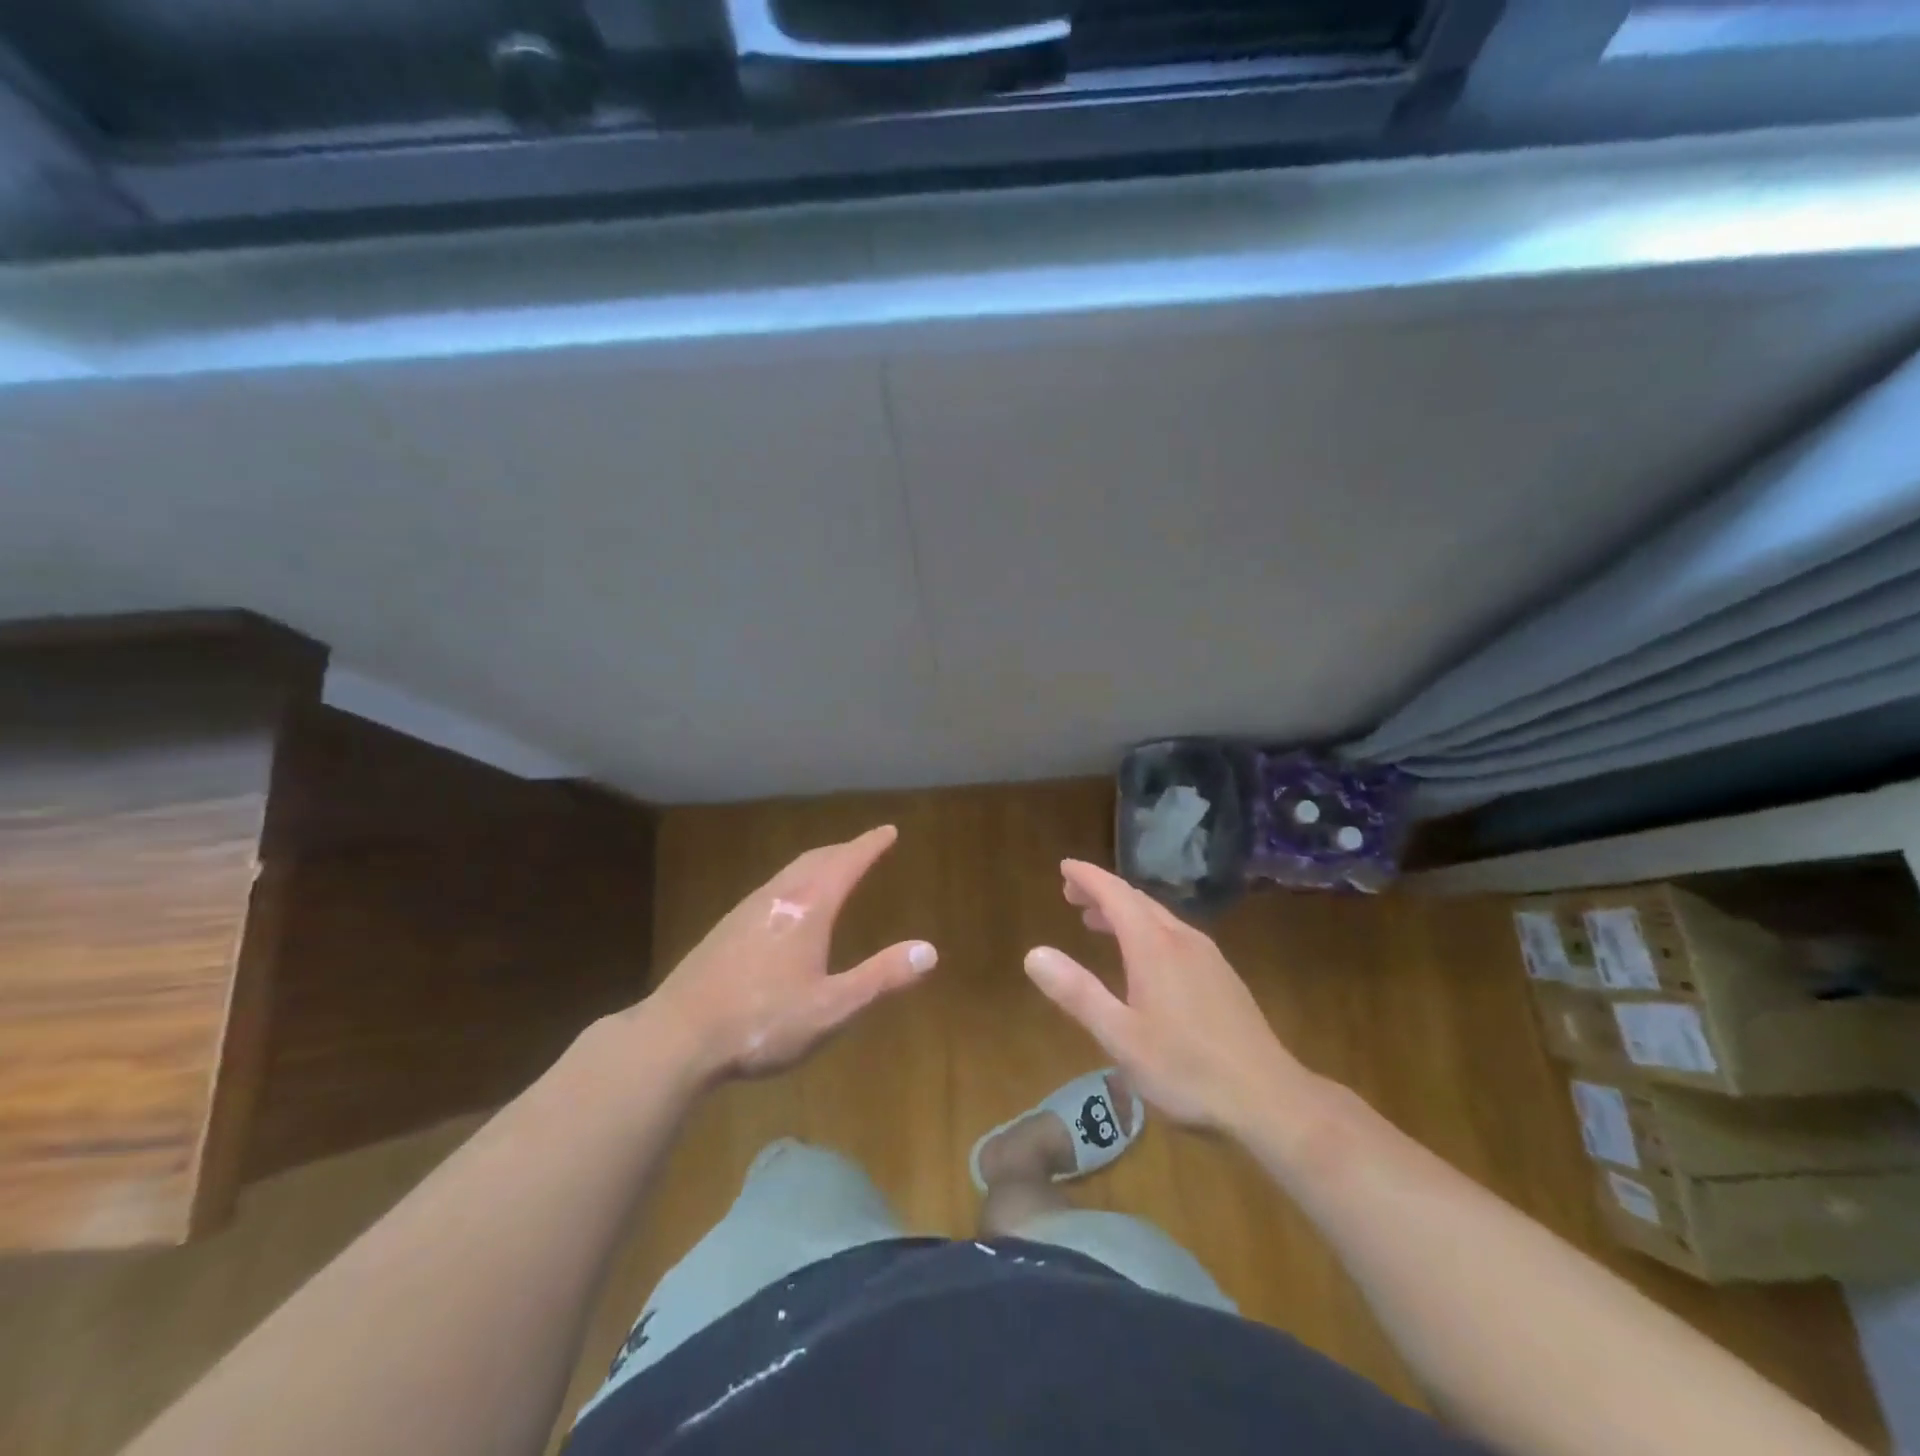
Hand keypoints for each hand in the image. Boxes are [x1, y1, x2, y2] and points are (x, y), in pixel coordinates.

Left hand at [647, 825, 936, 1081]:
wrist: (678, 1037)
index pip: (846, 863)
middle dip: (844, 850)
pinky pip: (771, 890)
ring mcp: (745, 911)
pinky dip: (793, 883)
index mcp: (807, 909)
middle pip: (815, 860)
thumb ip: (882, 977)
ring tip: (831, 869)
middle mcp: (777, 898)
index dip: (870, 845)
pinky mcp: (725, 930)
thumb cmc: (762, 1022)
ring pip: (788, 873)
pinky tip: (787, 909)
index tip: (889, 831)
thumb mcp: (832, 1008)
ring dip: (816, 864)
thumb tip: (930, 950)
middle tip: (864, 847)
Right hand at [1024, 859, 1304, 1134]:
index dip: (1088, 877)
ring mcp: (1208, 957)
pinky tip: (1143, 958)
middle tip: (1071, 894)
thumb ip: (1077, 993)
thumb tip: (1034, 954)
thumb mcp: (1120, 1036)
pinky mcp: (1222, 977)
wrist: (1269, 1098)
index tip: (1064, 867)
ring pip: (1159, 918)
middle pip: (1137, 901)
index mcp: (1154, 946)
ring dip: (1125, 912)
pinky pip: (1175, 935)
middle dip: (1102, 892)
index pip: (1115, 894)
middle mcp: (1182, 940)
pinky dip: (1147, 930)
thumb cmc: (1187, 1069)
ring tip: (1097, 921)